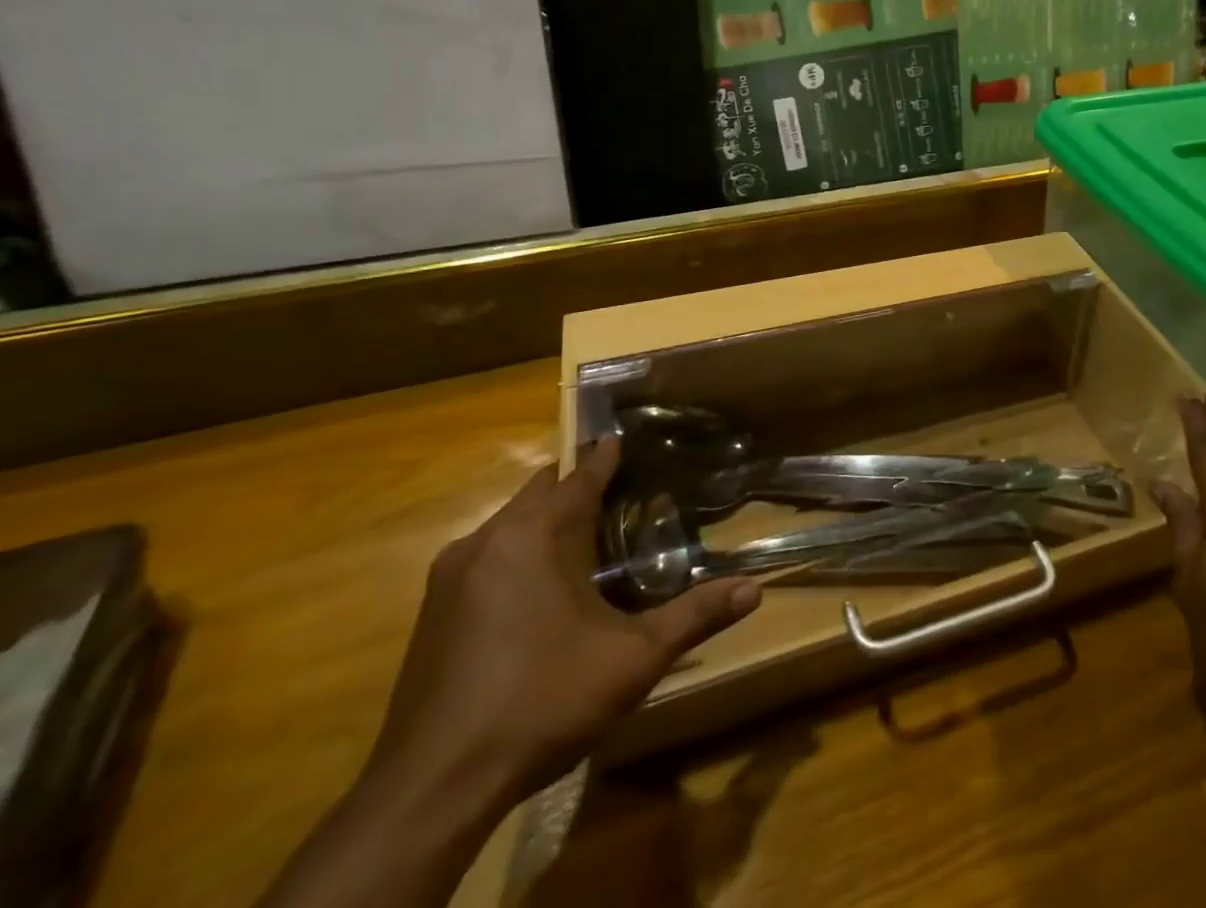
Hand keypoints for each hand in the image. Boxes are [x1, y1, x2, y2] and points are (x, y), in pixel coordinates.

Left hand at [364, 438, 761, 820]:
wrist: (433, 787)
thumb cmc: (543, 701)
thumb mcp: (634, 659)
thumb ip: (695, 616)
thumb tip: (755, 590)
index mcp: (537, 535)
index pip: (580, 475)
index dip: (607, 456)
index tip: (625, 438)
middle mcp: (489, 539)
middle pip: (541, 490)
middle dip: (576, 484)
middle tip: (619, 492)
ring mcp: (451, 575)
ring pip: (508, 523)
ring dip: (544, 519)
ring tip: (584, 536)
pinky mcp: (432, 611)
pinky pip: (484, 555)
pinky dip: (516, 552)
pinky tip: (537, 589)